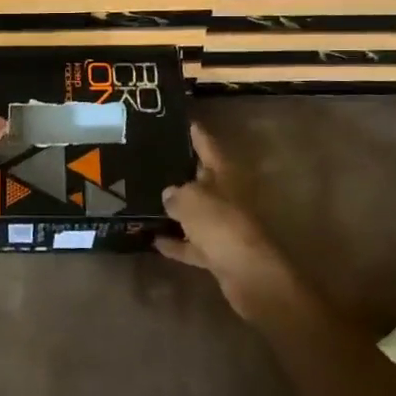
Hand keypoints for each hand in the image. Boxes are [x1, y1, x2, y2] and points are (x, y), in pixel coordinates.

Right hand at [156, 123, 303, 319]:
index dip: (194, 133)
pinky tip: (153, 240)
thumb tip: (168, 194)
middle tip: (150, 161)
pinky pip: (192, 243)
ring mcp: (223, 225)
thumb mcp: (190, 200)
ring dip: (175, 209)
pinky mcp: (218, 252)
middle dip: (179, 172)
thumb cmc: (221, 225)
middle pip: (200, 179)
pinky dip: (176, 242)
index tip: (179, 121)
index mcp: (224, 174)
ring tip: (145, 199)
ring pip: (195, 212)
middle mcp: (225, 196)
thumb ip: (175, 194)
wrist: (250, 275)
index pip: (207, 145)